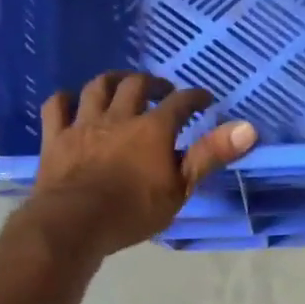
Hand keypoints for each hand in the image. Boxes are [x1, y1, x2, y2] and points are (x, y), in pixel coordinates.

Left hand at [25, 72, 255, 256]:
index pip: (180, 103)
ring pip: (97, 88)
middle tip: (161, 90)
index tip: (204, 98)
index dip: (194, 97)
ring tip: (120, 84)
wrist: (76, 222)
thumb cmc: (134, 211)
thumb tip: (248, 127)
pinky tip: (72, 101)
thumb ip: (211, 155)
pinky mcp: (56, 137)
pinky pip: (57, 107)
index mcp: (153, 129)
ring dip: (112, 81)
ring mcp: (84, 124)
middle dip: (152, 83)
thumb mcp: (181, 188)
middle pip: (135, 86)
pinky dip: (66, 99)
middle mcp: (119, 117)